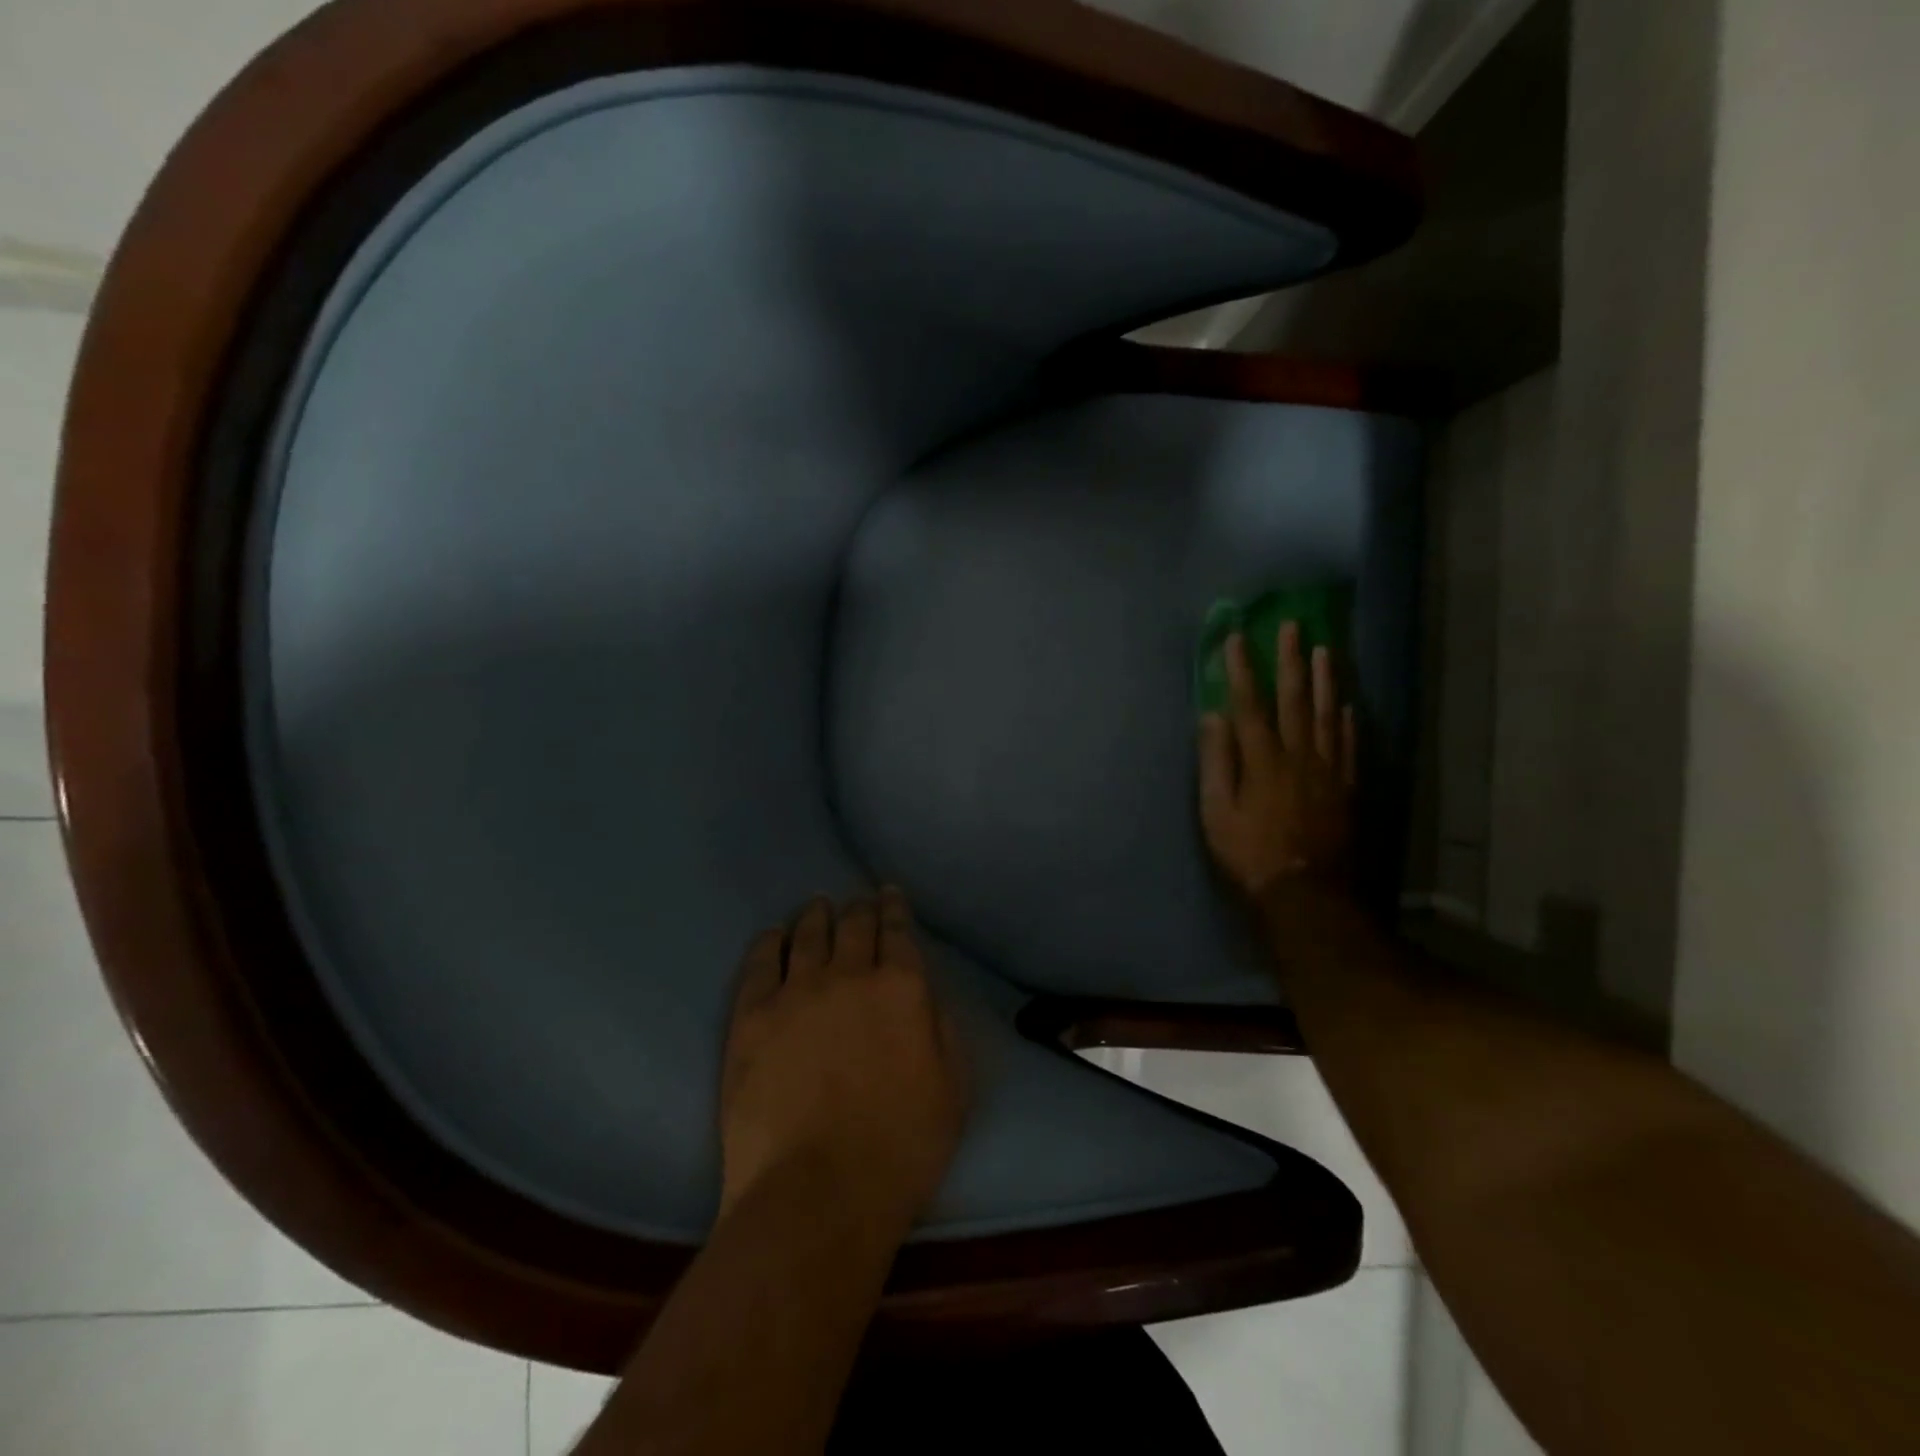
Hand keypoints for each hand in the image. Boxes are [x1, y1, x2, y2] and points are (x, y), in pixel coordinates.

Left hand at [719, 890, 968, 1233]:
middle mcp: (849, 975)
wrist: (816, 1194)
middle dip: (858, 907)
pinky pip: (760, 963)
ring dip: (815, 915)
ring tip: (816, 905)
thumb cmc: (900, 1148)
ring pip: (807, 935)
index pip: (898, 931)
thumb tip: (924, 993)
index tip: (889, 893)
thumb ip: (941, 1027)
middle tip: (857, 900)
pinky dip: (769, 943)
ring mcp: (796, 992)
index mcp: (901, 988)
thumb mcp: (953, 1088)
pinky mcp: (752, 1016)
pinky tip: (771, 936)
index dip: (894, 908)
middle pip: (853, 925)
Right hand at [1198, 622, 1356, 906]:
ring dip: (1325, 679)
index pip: (1249, 704)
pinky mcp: (1347, 787)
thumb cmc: (1250, 852)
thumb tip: (1212, 718)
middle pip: (1294, 699)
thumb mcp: (1217, 812)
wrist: (1306, 891)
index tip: (1237, 638)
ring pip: (1327, 714)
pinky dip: (1348, 721)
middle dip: (1290, 660)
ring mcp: (1328, 769)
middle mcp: (1298, 755)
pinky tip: (1347, 704)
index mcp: (1262, 760)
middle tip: (1292, 626)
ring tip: (1324, 649)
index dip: (1242, 670)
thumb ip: (1216, 762)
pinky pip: (1350, 745)